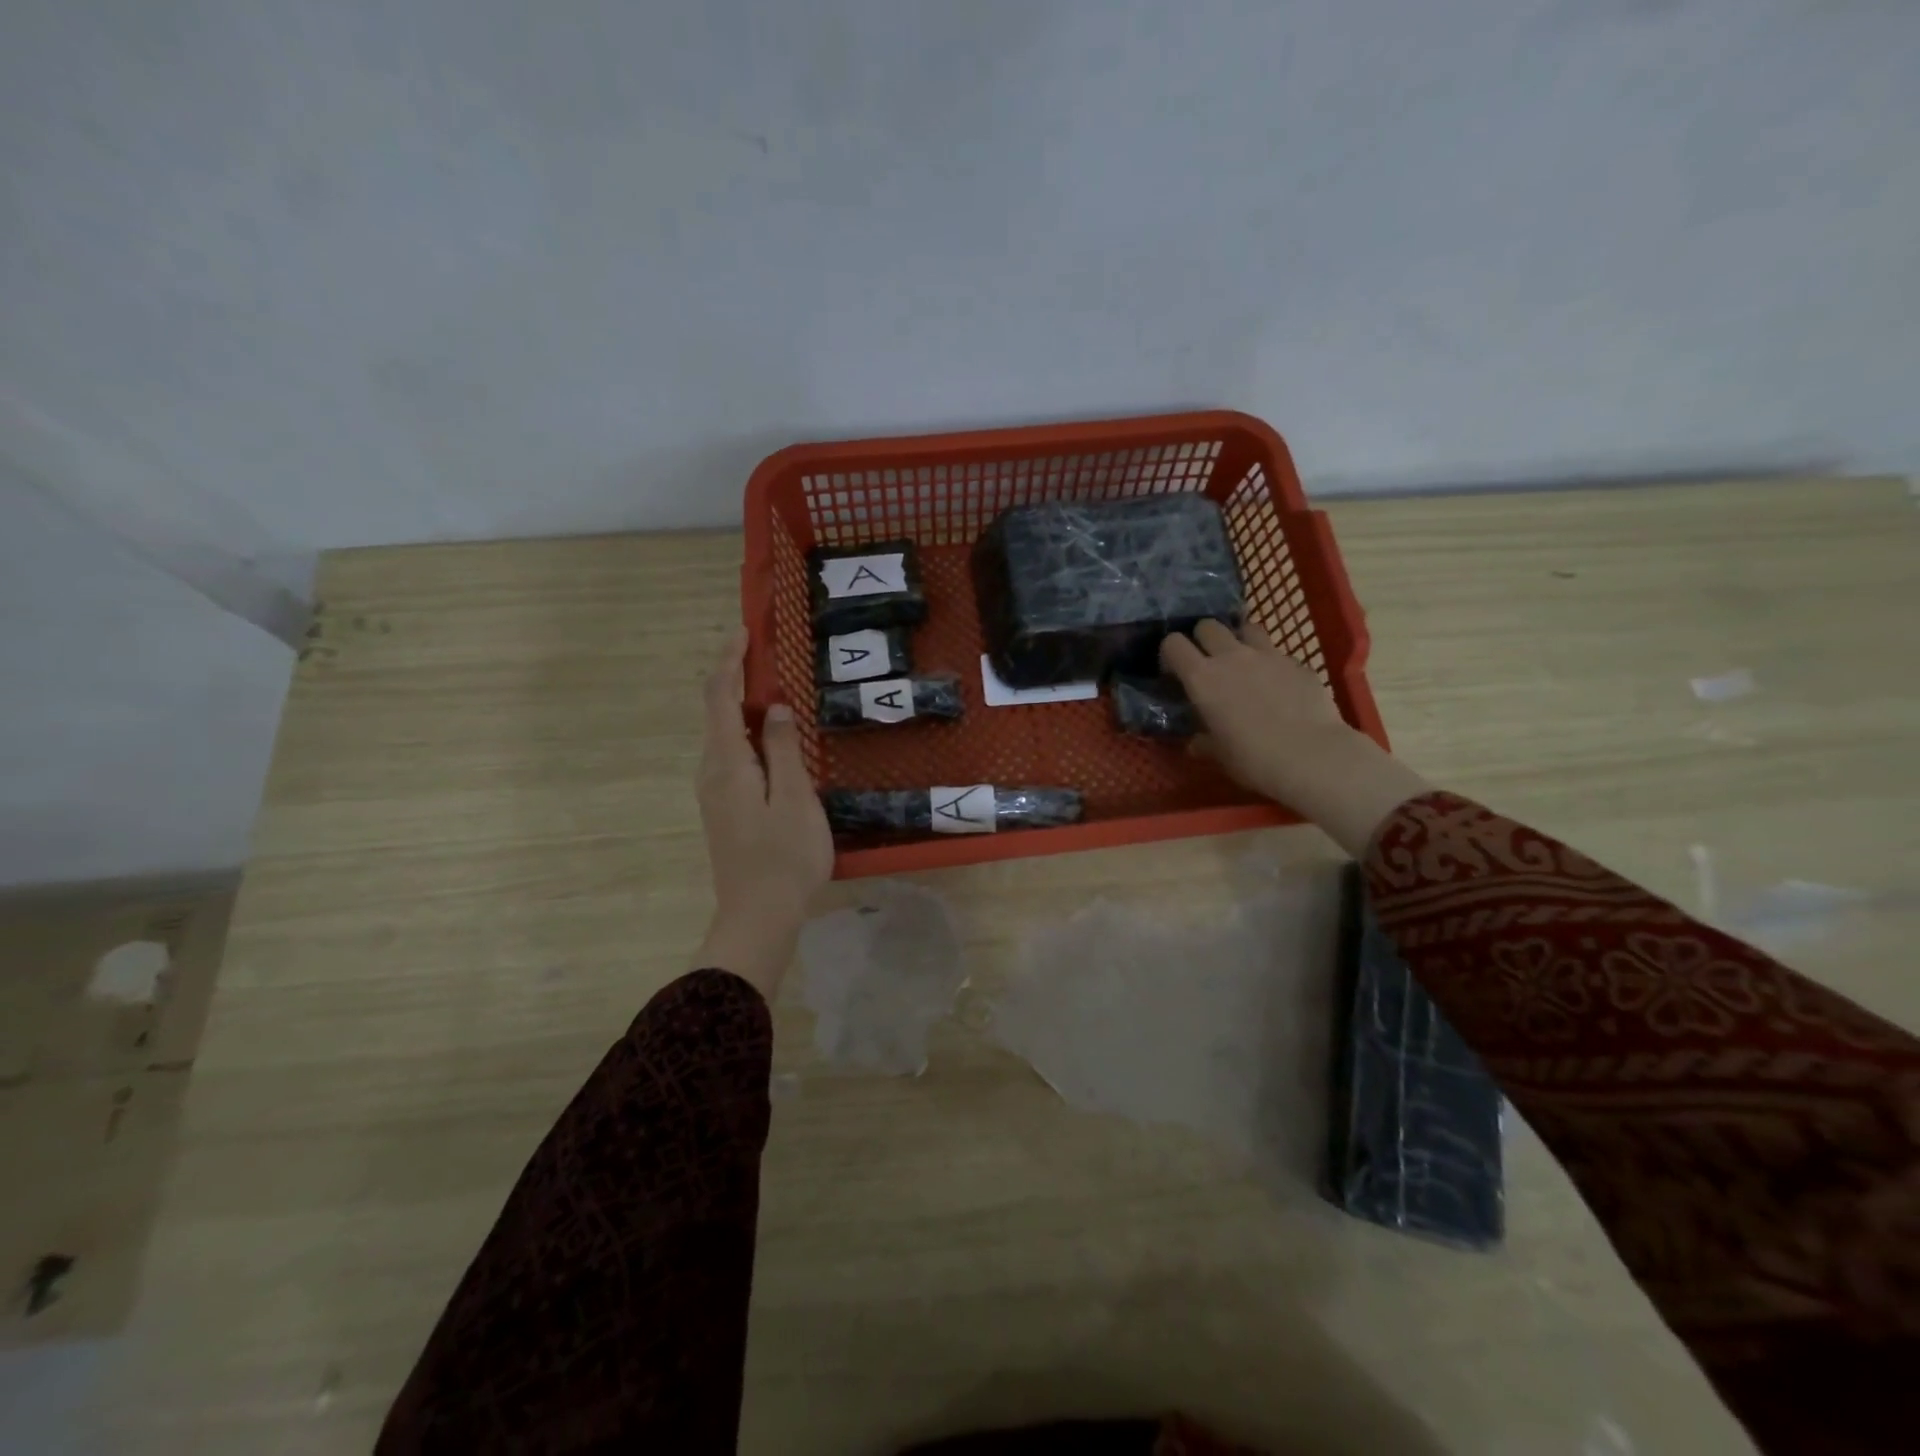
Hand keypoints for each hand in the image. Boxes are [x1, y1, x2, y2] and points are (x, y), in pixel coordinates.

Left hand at [694, 630, 832, 997]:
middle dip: (734, 677)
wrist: (759, 915)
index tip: (743, 632)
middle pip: (716, 712)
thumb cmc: (784, 856)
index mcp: (727, 763)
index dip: (729, 662)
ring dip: (741, 704)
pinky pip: (731, 754)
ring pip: (723, 734)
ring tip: (772, 685)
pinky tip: (770, 735)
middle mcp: (712, 771)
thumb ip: (784, 749)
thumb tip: (774, 708)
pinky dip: (746, 731)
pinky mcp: (725, 807)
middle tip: (764, 653)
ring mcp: (715, 792)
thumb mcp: (794, 798)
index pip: (719, 697)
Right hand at [1161, 619, 1429, 857]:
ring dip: (1239, 640)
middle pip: (1208, 625)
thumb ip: (1202, 741)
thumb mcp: (1218, 754)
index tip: (1174, 672)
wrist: (1313, 756)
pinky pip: (1277, 652)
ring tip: (1243, 663)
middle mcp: (1231, 656)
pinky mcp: (1297, 662)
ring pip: (1246, 627)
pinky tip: (1278, 685)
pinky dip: (1271, 663)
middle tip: (1208, 663)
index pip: (1173, 644)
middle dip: (1203, 639)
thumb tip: (1195, 742)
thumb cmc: (1253, 759)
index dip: (1170, 654)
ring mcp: (1267, 655)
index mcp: (1202, 678)